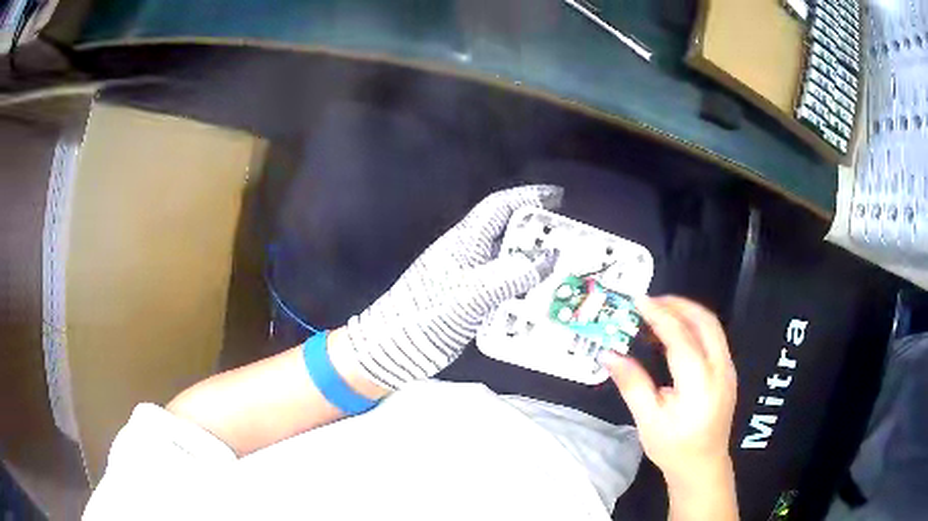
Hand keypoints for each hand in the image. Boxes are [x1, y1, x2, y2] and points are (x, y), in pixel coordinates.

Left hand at [339, 185, 562, 390]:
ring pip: (507, 260)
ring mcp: (467, 278)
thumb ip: (513, 273)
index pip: (500, 207)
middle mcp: (468, 254)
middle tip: (568, 240)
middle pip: (507, 231)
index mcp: (466, 241)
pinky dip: (522, 287)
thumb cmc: (428, 313)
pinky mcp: (468, 301)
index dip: (529, 196)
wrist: (394, 347)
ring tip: (562, 269)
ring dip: (533, 261)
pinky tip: (539, 298)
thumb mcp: (474, 292)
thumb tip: (550, 257)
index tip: (558, 197)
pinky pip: (502, 286)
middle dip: (537, 231)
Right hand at [601, 296, 736, 494]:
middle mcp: (720, 369)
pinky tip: (676, 333)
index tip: (638, 300)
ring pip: (712, 326)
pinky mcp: (727, 371)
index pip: (681, 337)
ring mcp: (728, 369)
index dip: (659, 315)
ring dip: (687, 312)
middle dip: (678, 305)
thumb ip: (632, 384)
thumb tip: (608, 354)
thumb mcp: (648, 421)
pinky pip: (713, 337)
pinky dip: (694, 326)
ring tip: (660, 311)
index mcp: (699, 383)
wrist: (703, 465)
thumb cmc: (673, 447)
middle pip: (705, 321)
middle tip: (650, 301)